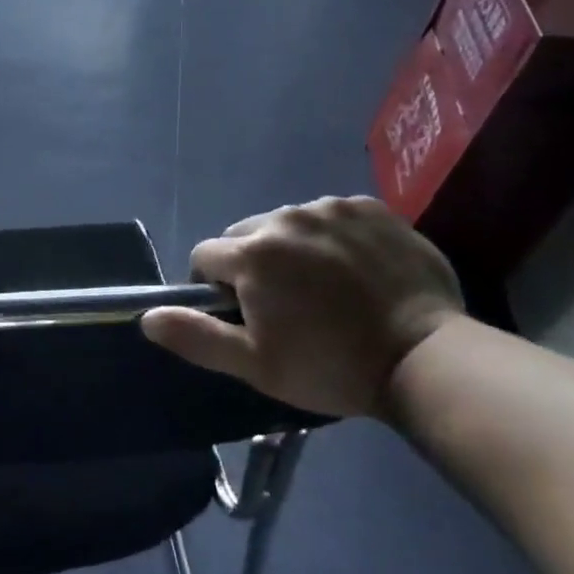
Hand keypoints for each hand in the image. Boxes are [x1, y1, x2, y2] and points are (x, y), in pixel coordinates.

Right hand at [140, 197, 462, 418]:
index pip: (205, 256)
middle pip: (245, 235)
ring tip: (323, 288)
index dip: (213, 287)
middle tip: (282, 304)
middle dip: (251, 264)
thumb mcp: (254, 364)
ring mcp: (332, 208)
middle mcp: (285, 217)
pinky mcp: (371, 208)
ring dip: (290, 248)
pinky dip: (331, 237)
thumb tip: (147, 317)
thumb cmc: (330, 365)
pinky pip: (332, 216)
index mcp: (252, 253)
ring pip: (288, 223)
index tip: (240, 315)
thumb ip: (195, 336)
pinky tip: (354, 270)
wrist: (426, 358)